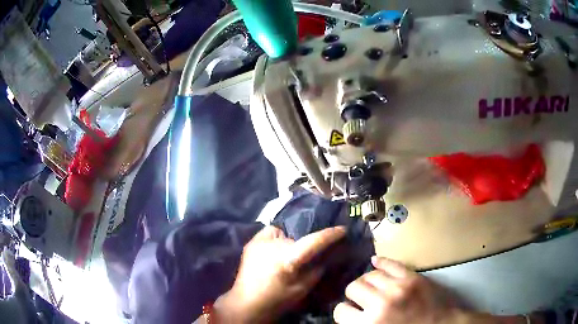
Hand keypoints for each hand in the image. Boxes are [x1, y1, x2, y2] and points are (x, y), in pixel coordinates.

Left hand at [215, 226, 346, 322]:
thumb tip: (327, 255)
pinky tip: (275, 253)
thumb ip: (317, 269)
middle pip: (298, 236)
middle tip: (306, 255)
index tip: (343, 229)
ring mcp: (259, 241)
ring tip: (288, 256)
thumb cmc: (277, 300)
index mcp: (287, 259)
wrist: (246, 303)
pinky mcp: (251, 241)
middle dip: (305, 243)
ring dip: (290, 242)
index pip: (313, 241)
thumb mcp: (303, 288)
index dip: (330, 234)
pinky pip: (271, 234)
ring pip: (284, 234)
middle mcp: (272, 245)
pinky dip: (277, 240)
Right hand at [334, 256, 458, 323]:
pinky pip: (391, 263)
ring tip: (371, 285)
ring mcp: (398, 287)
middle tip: (360, 298)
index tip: (349, 311)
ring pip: (369, 274)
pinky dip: (381, 261)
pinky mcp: (413, 277)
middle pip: (353, 287)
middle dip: (353, 293)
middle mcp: (381, 303)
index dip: (344, 311)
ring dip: (367, 280)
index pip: (341, 311)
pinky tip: (375, 261)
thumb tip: (349, 316)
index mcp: (370, 323)